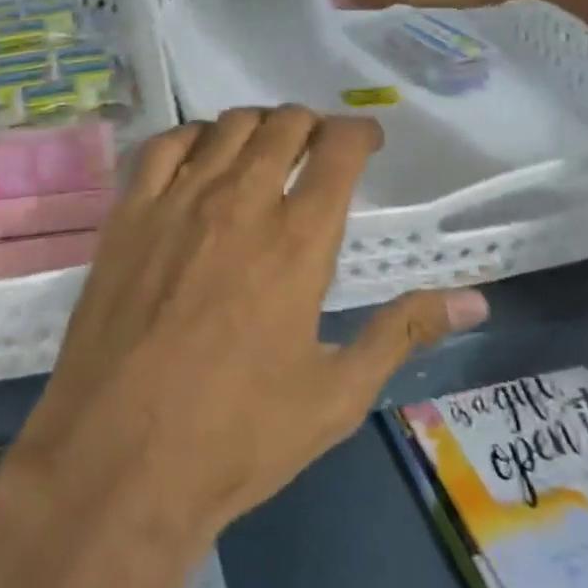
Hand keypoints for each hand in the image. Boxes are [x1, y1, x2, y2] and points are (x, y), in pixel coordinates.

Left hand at [0, 110, 488, 587]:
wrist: (115, 466)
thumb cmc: (237, 443)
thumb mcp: (335, 397)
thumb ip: (403, 335)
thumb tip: (472, 299)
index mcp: (297, 243)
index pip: (337, 151)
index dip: (356, 132)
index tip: (366, 137)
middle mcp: (238, 205)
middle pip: (280, 125)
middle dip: (306, 122)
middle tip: (317, 142)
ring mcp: (175, 204)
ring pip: (222, 126)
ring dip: (251, 124)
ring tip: (263, 143)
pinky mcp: (127, 217)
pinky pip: (164, 147)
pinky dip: (190, 137)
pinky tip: (199, 155)